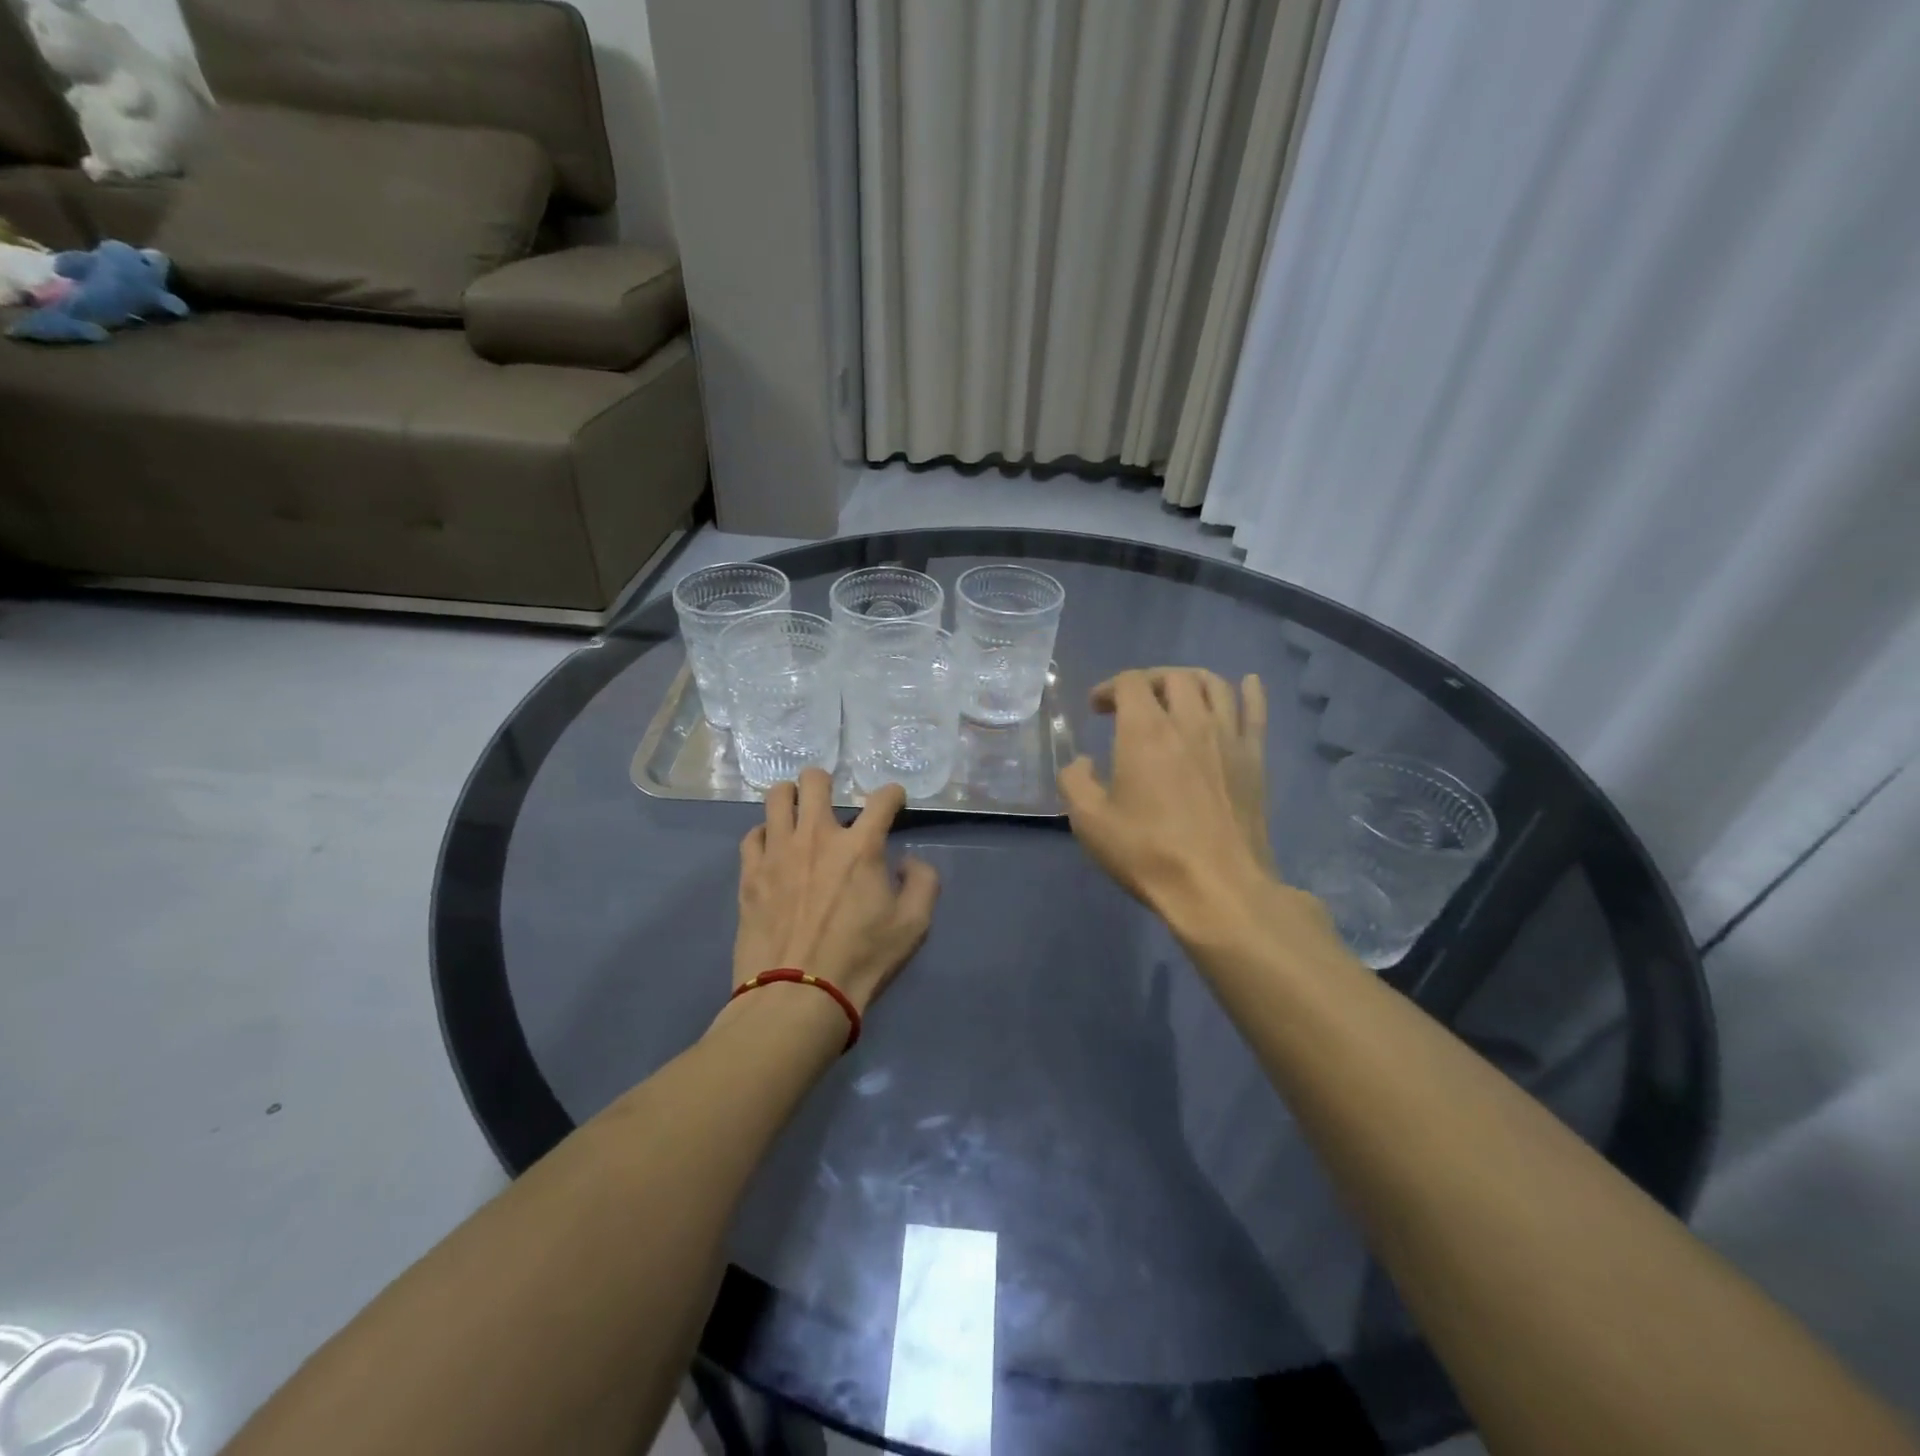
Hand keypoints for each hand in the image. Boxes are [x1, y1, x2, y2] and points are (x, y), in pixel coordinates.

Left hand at [732, 769, 939, 1012]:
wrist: (798, 996)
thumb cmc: (861, 959)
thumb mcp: (913, 926)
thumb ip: (923, 883)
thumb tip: (908, 862)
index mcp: (860, 847)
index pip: (882, 798)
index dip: (893, 794)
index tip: (895, 801)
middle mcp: (816, 837)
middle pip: (815, 780)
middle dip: (827, 781)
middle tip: (832, 801)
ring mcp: (777, 852)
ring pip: (776, 797)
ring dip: (790, 797)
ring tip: (797, 813)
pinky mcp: (750, 874)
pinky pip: (752, 835)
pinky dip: (765, 834)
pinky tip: (773, 849)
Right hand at [1060, 668, 1296, 938]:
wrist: (1217, 888)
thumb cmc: (1148, 853)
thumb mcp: (1089, 821)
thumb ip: (1074, 781)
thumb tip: (1083, 762)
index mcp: (1145, 731)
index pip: (1130, 682)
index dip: (1109, 688)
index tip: (1097, 708)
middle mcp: (1190, 721)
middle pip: (1173, 676)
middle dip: (1148, 681)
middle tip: (1134, 703)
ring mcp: (1228, 737)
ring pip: (1214, 685)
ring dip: (1190, 681)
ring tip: (1177, 695)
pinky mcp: (1254, 759)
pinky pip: (1256, 711)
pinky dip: (1250, 690)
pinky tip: (1248, 683)